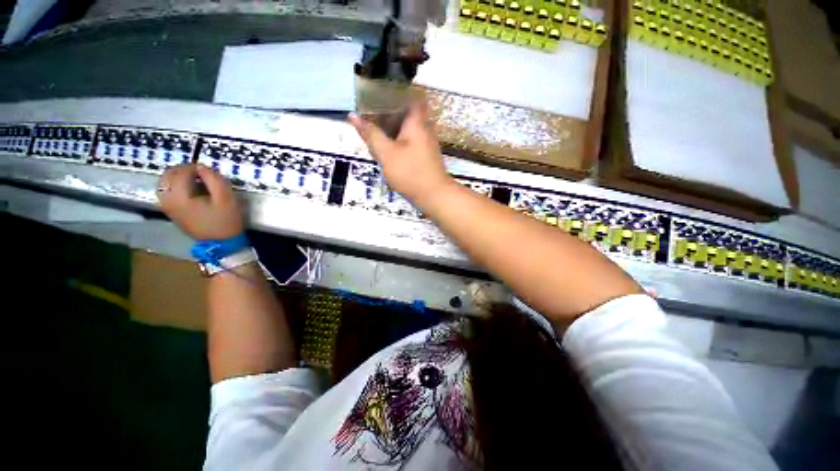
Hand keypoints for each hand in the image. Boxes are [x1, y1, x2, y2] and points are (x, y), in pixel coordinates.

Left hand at [157, 164, 243, 239]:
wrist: (223, 245)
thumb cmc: (225, 220)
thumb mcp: (224, 194)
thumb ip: (211, 176)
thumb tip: (199, 166)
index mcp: (184, 201)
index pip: (180, 175)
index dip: (191, 167)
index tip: (203, 170)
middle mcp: (173, 205)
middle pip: (165, 179)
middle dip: (179, 170)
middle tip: (193, 171)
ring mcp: (172, 212)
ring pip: (162, 187)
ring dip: (173, 178)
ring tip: (187, 178)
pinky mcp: (174, 215)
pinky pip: (165, 196)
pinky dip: (172, 187)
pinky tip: (185, 188)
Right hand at [349, 103, 453, 203]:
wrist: (434, 195)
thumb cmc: (410, 171)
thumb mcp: (385, 152)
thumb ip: (370, 133)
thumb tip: (353, 116)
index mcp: (416, 122)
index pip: (411, 97)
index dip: (396, 93)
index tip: (379, 92)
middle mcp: (424, 127)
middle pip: (407, 111)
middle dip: (389, 110)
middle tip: (369, 110)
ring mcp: (426, 140)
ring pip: (407, 125)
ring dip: (391, 124)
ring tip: (372, 125)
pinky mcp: (424, 152)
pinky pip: (409, 137)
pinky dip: (397, 137)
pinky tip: (384, 144)